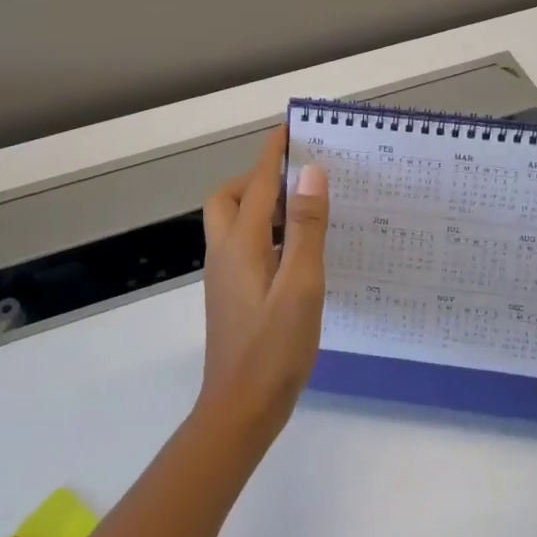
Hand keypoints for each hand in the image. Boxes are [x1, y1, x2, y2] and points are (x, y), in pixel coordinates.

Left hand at [197, 127, 330, 445]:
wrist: (240, 409)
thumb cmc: (274, 349)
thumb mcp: (302, 286)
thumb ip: (308, 228)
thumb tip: (311, 173)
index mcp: (242, 244)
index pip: (257, 184)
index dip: (274, 154)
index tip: (292, 128)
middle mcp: (225, 253)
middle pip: (230, 199)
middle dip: (257, 179)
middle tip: (297, 181)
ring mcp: (225, 277)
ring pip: (234, 224)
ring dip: (262, 206)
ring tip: (303, 211)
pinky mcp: (232, 296)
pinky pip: (244, 247)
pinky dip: (266, 234)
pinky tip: (296, 254)